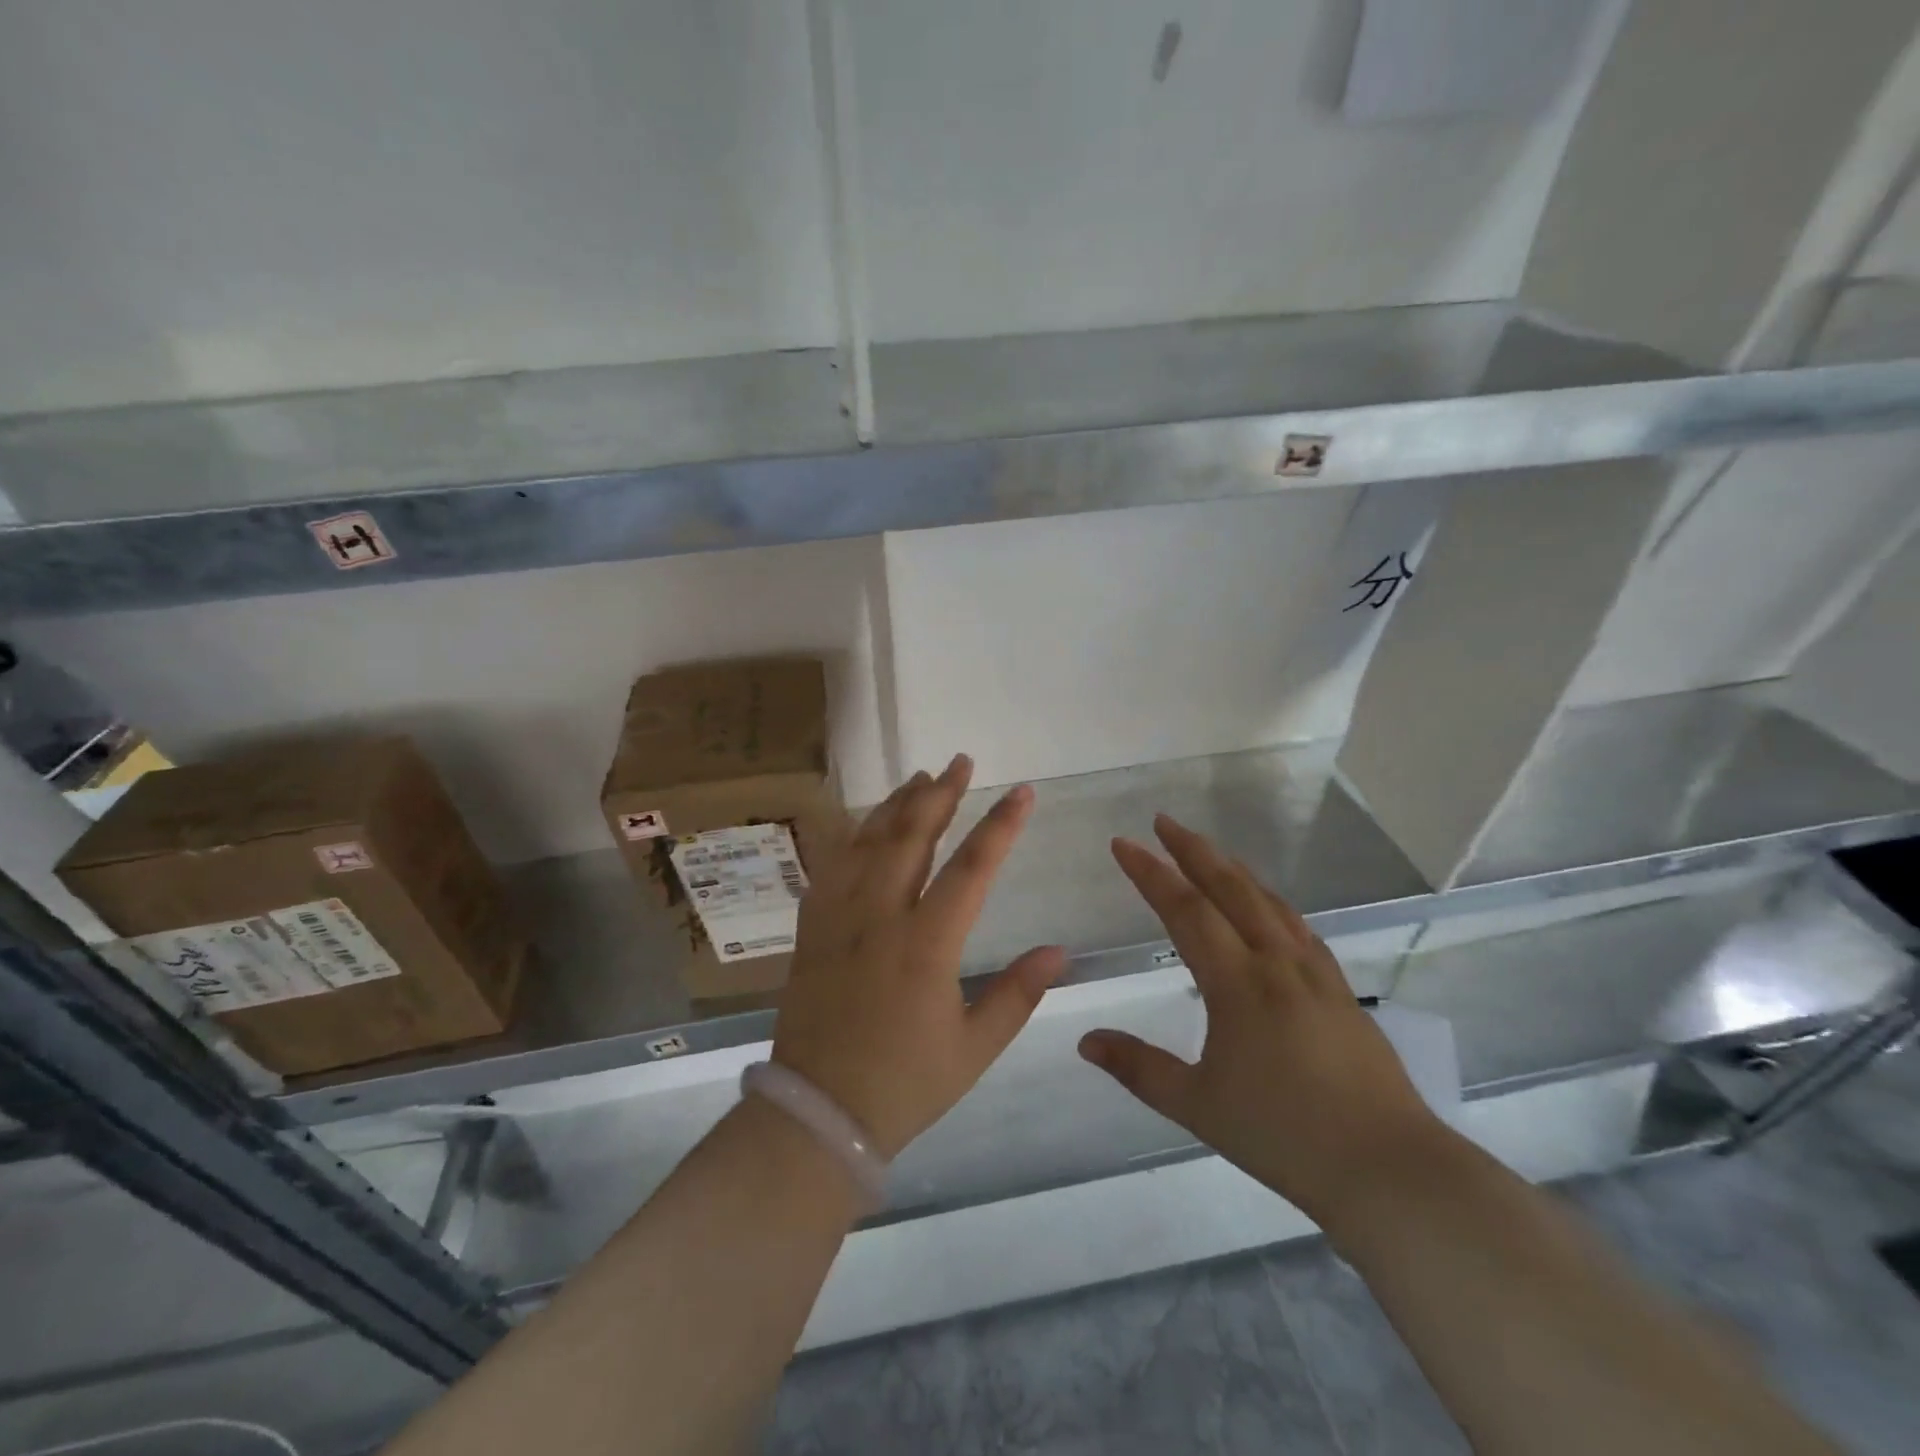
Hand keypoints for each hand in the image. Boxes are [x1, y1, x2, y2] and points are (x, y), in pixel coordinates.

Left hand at [771, 754, 1068, 1158]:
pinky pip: (830, 867)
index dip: (1001, 825)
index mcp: (927, 944)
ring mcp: (839, 919)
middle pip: (912, 837)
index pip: (972, 868)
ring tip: (919, 778)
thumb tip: (1059, 951)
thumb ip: (1018, 994)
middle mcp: (880, 917)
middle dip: (940, 795)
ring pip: (868, 843)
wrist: (819, 1113)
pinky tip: (863, 824)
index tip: (1022, 792)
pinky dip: (851, 837)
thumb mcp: (974, 1048)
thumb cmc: (905, 1084)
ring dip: (896, 805)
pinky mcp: (811, 930)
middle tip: (960, 762)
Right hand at [1078, 814, 1445, 1223]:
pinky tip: (1268, 908)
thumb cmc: (1284, 1136)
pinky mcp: (1340, 990)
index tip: (1124, 843)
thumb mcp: (1197, 1106)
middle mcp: (1276, 963)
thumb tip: (1085, 1040)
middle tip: (1164, 821)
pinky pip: (1297, 926)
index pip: (1186, 910)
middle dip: (1192, 851)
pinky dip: (1270, 901)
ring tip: (1208, 852)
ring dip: (1232, 869)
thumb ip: (1138, 1067)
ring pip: (1268, 901)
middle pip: (1230, 889)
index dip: (1151, 873)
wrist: (1389, 1169)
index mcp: (1238, 983)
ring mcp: (1315, 973)